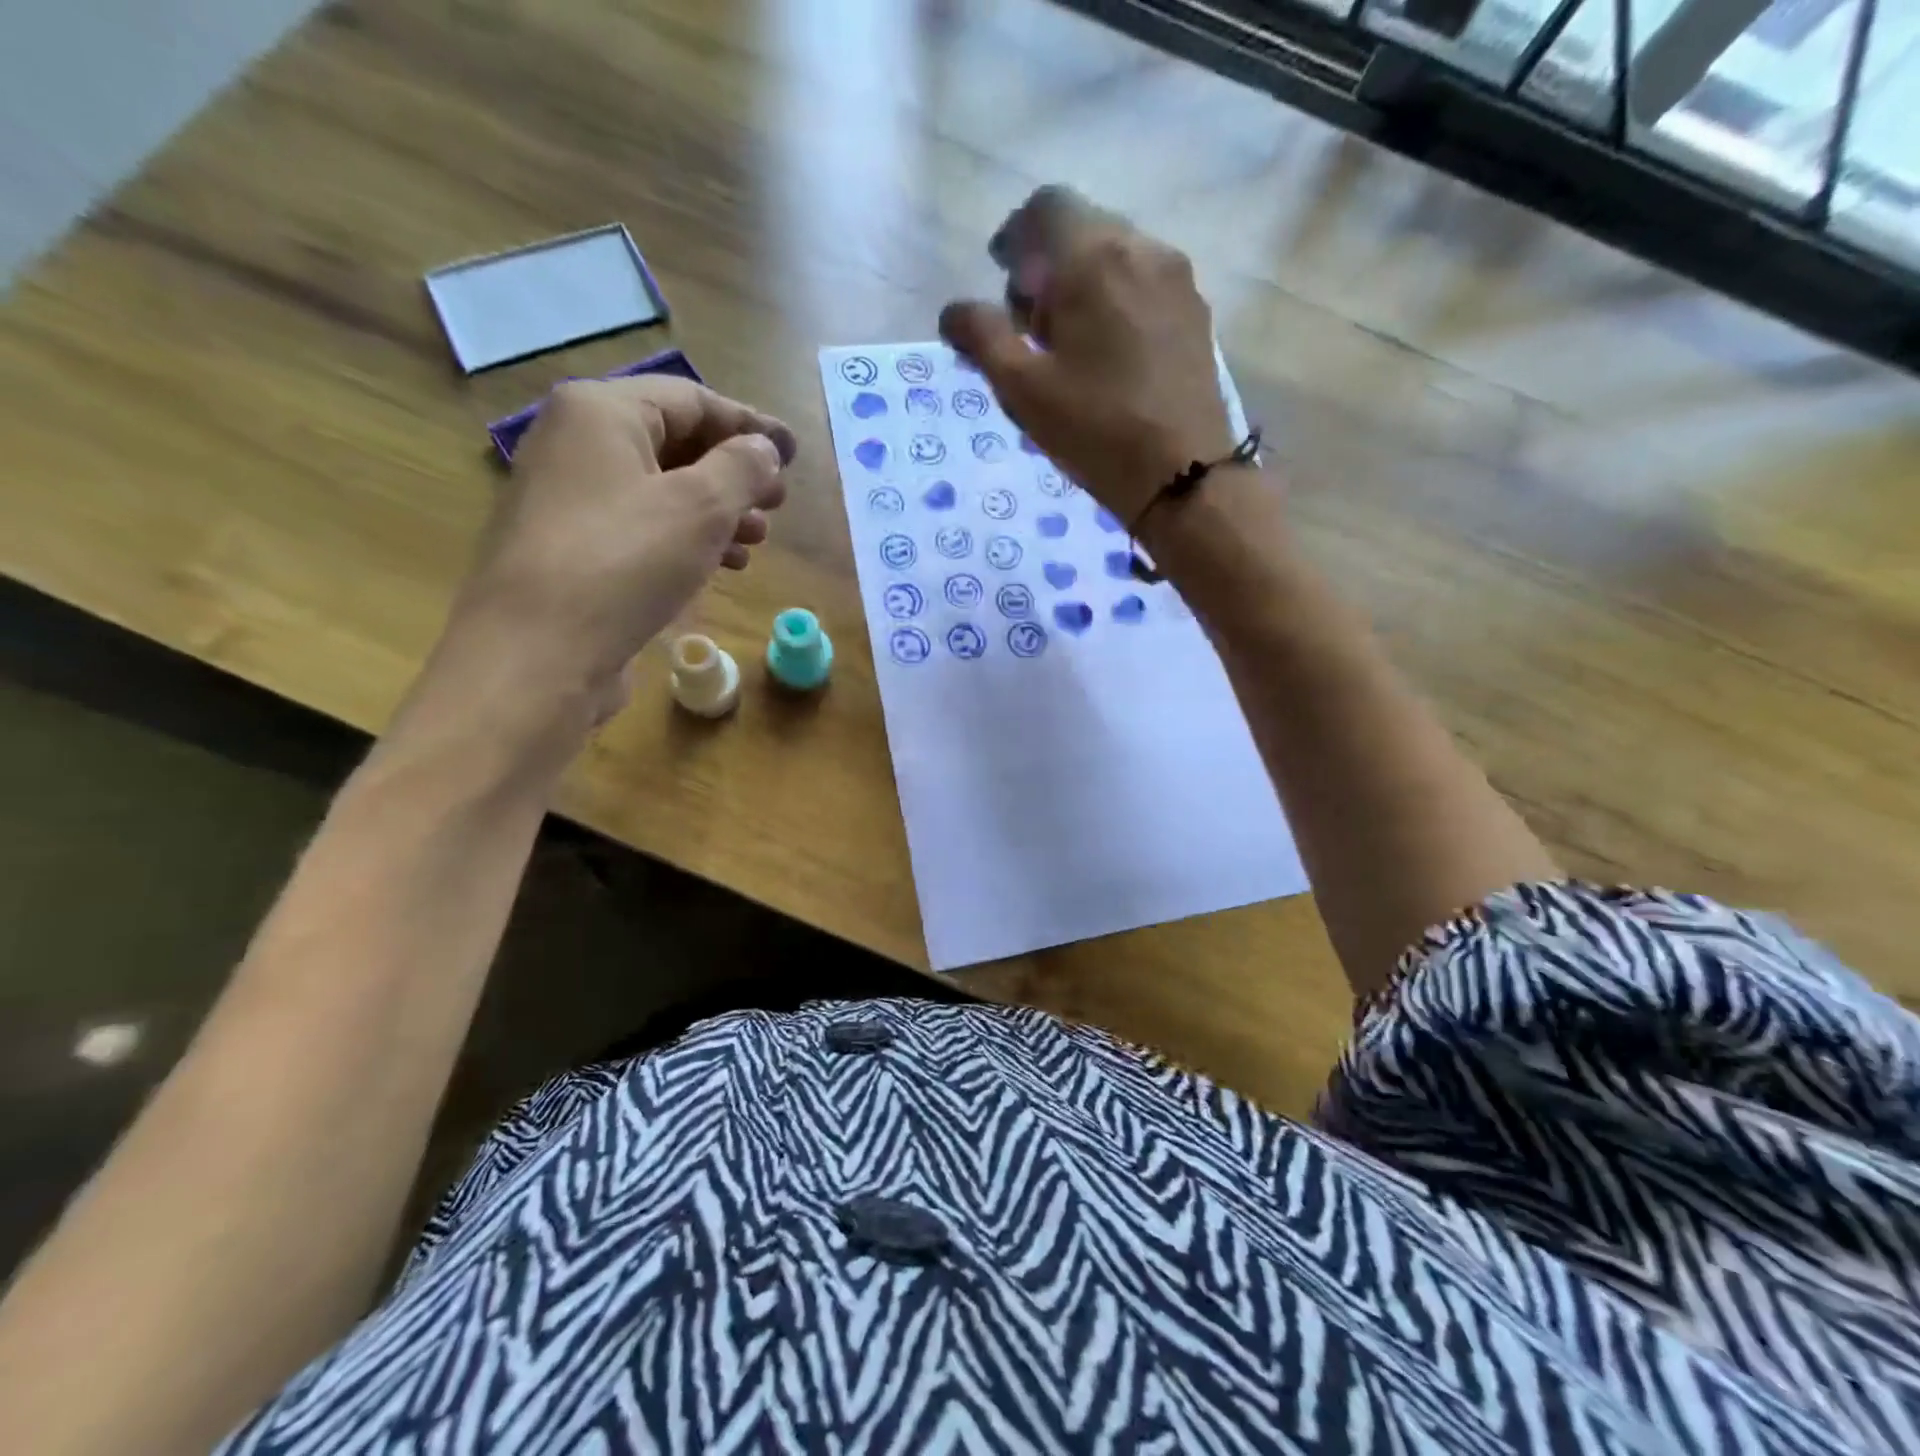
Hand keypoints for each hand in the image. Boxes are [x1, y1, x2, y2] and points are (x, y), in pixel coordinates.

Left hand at [444, 376, 794, 724]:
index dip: (750, 425)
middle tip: (777, 503)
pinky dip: (686, 539)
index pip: (692, 400)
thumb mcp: (701, 506)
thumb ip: (742, 468)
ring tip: (757, 541)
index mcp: (601, 412)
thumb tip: (762, 449)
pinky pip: (643, 526)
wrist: (539, 653)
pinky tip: (721, 566)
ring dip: (717, 511)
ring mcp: (570, 499)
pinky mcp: (574, 549)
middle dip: (734, 474)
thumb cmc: (625, 562)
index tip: (794, 455)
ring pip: (662, 490)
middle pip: (676, 443)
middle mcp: (577, 444)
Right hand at [939, 186, 1236, 525]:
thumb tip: (953, 311)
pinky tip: (1108, 353)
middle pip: (1084, 229)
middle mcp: (1142, 249)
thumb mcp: (1023, 389)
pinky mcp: (1196, 314)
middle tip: (1030, 324)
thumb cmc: (1095, 430)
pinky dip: (1116, 299)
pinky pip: (1145, 284)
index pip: (1046, 208)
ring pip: (1118, 256)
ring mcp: (1177, 280)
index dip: (1016, 236)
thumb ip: (983, 338)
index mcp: (1094, 258)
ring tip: (1069, 344)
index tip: (1002, 278)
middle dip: (1048, 264)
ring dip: (1084, 282)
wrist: (1183, 474)